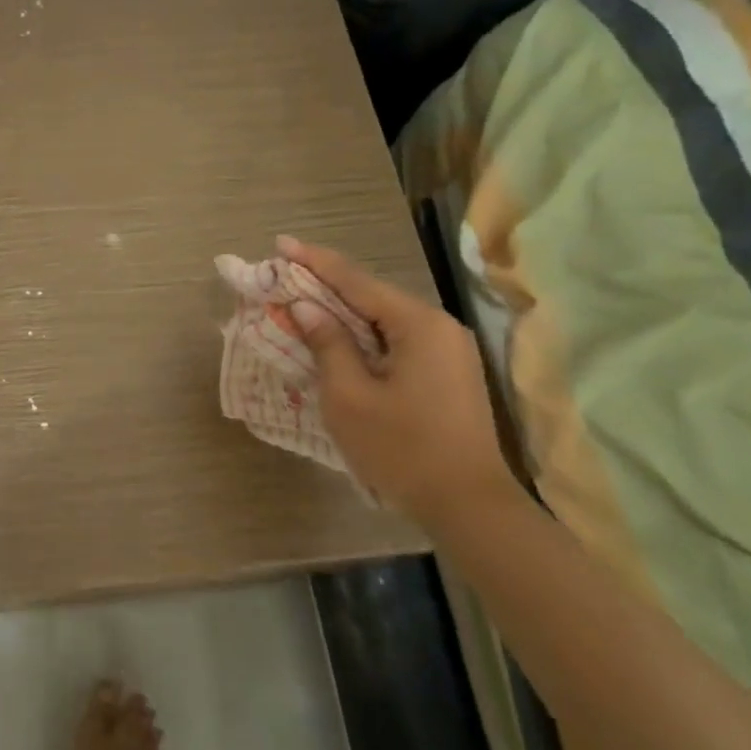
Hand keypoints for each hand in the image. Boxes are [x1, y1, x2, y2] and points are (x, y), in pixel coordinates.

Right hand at [278, 235, 512, 526]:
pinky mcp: (448, 374)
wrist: (469, 506)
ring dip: (344, 312)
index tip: (281, 243)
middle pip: (373, 296)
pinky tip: (339, 340)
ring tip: (304, 302)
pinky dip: (364, 336)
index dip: (315, 262)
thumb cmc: (402, 449)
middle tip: (286, 274)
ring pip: (385, 320)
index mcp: (418, 325)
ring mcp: (449, 351)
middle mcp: (439, 327)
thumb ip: (327, 344)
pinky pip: (397, 341)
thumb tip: (306, 307)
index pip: (357, 281)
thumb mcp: (350, 396)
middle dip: (327, 285)